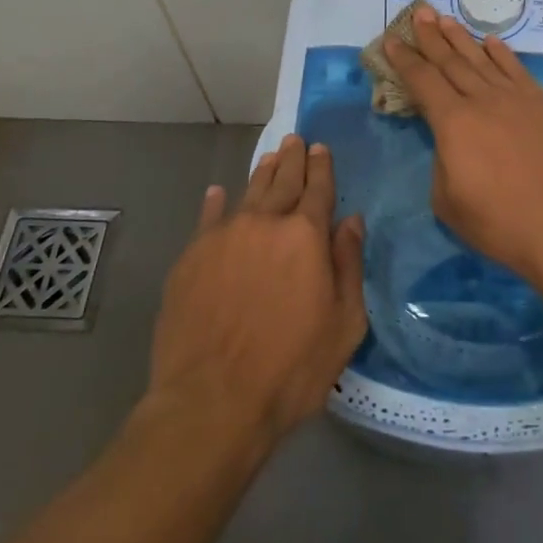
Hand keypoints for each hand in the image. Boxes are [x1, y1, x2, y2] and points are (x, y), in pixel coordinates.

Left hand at [145, 134, 366, 446]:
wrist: (211, 402)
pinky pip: (207, 218)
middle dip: (292, 158)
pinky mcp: (190, 258)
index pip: (318, 188)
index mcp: (306, 236)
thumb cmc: (290, 369)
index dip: (321, 166)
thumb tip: (352, 221)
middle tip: (295, 140)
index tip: (320, 148)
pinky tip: (218, 193)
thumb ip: (349, 265)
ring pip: (248, 193)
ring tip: (270, 158)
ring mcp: (223, 237)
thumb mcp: (344, 324)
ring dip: (262, 173)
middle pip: (282, 181)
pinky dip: (216, 202)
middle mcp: (265, 223)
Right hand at [382, 2, 542, 289]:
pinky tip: (492, 42)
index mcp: (454, 122)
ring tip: (445, 18)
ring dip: (461, 38)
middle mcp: (483, 100)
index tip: (392, 40)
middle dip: (431, 36)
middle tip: (419, 13)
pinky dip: (502, 53)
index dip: (405, 60)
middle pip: (451, 61)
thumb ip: (442, 164)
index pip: (422, 81)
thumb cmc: (501, 224)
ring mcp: (517, 99)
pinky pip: (517, 70)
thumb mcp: (448, 202)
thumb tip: (452, 145)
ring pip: (482, 59)